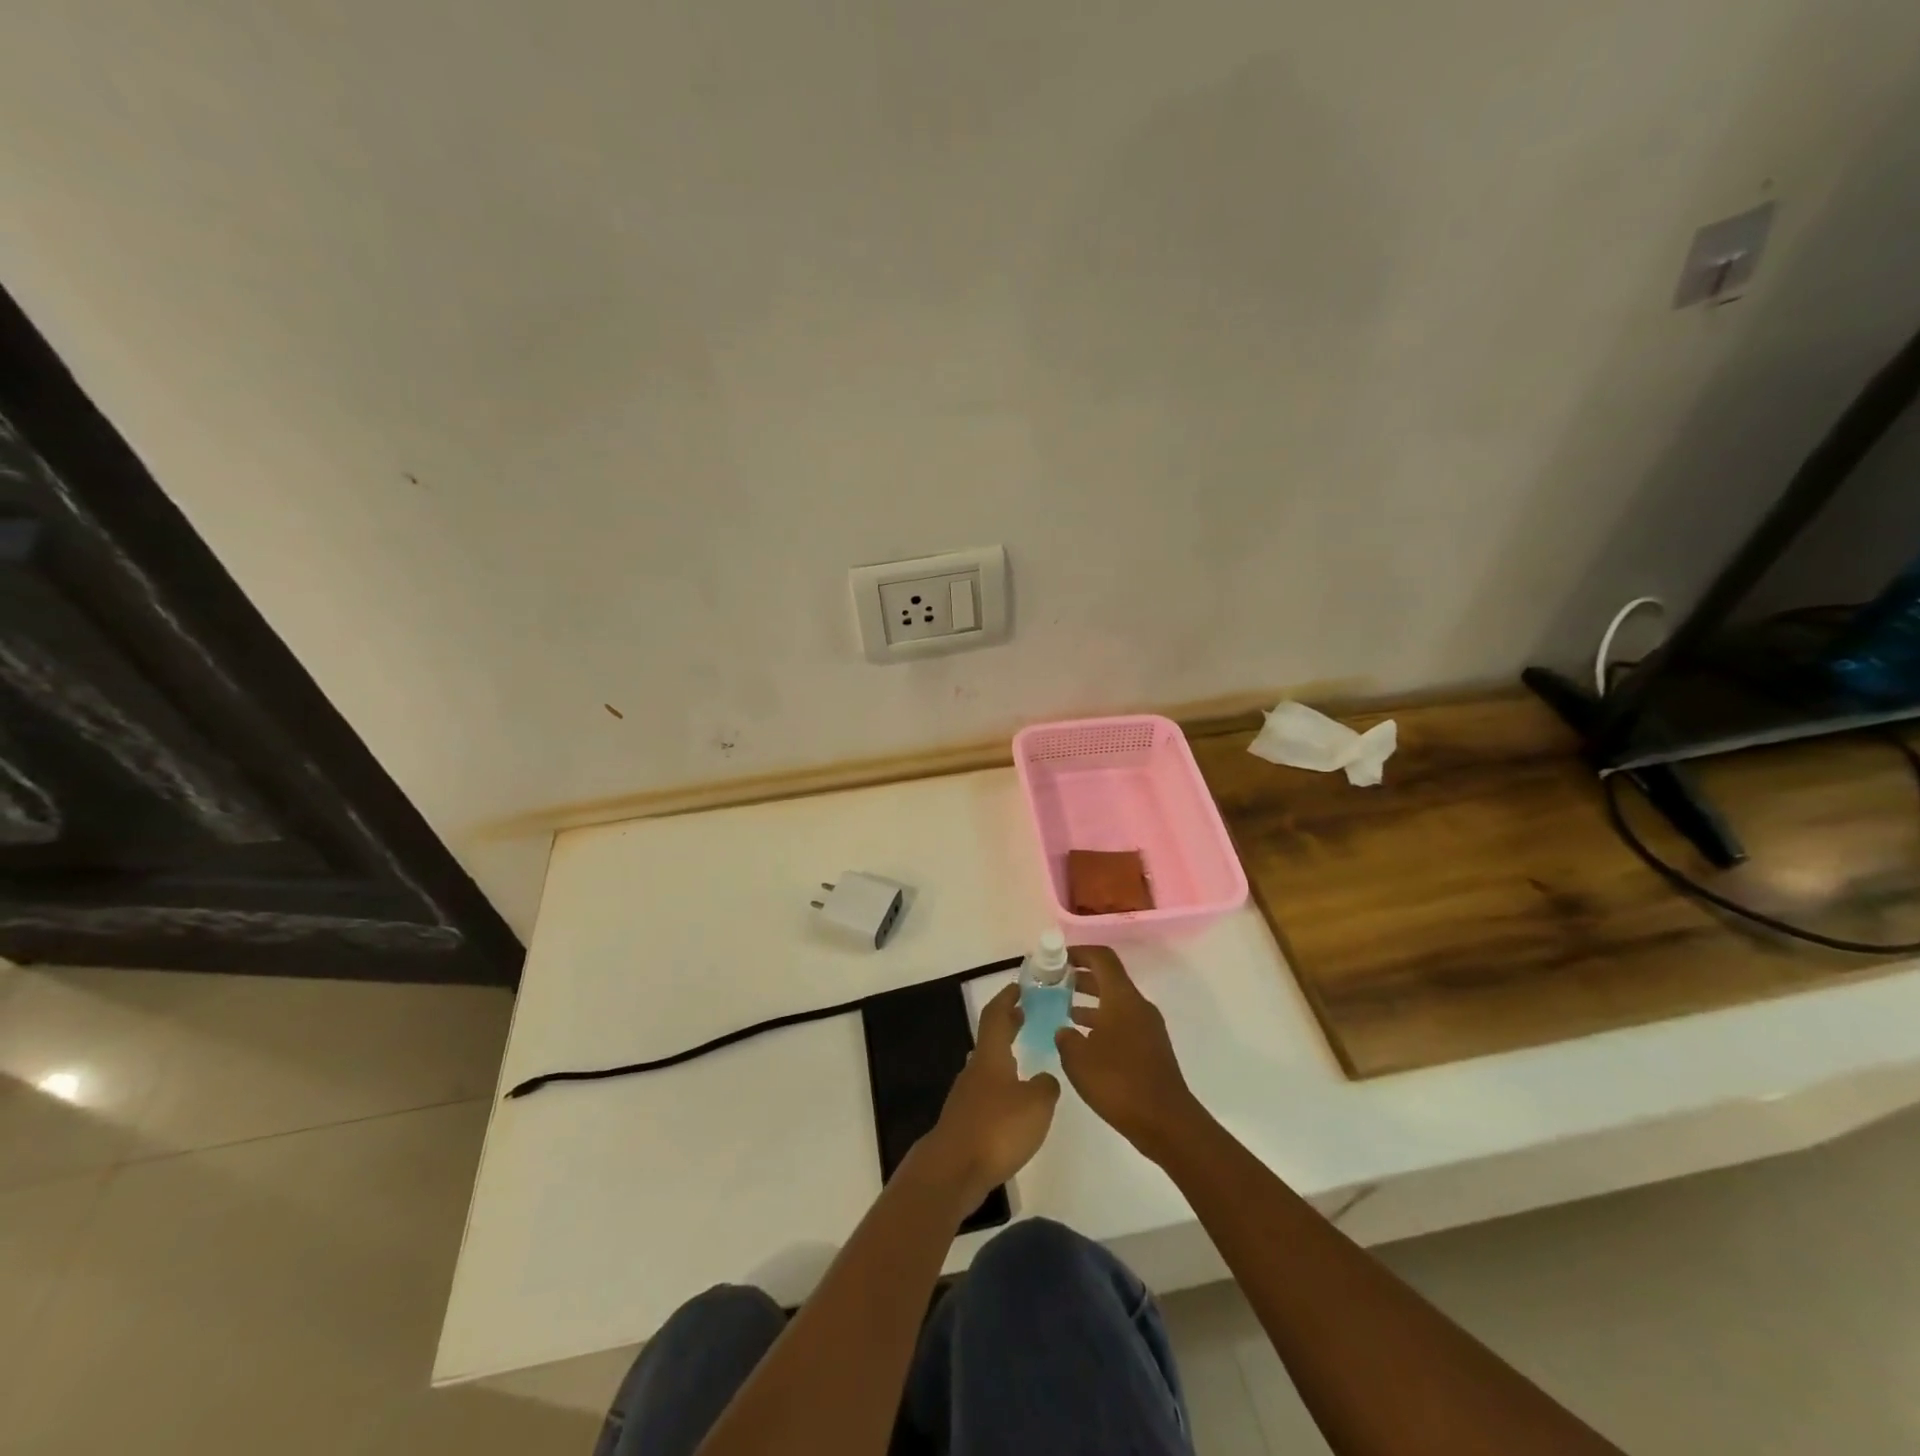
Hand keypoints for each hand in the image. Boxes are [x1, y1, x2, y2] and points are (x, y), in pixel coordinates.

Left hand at [919, 984, 1058, 1206]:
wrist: (953, 1170)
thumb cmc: (997, 1128)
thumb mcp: (1036, 1104)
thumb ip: (1046, 1086)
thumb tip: (1044, 1079)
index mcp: (990, 1056)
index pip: (996, 1015)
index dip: (1007, 998)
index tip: (1019, 986)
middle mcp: (975, 1069)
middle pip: (990, 1038)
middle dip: (1007, 1024)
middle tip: (1024, 1015)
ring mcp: (966, 1095)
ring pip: (987, 1064)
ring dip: (1003, 1054)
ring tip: (1023, 1056)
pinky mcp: (964, 1120)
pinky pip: (986, 1090)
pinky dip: (1000, 1083)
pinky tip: (1012, 1100)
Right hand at [1055, 945, 1204, 1160]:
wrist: (1166, 1123)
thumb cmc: (1119, 1082)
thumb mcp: (1078, 1059)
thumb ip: (1065, 1037)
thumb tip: (1064, 1030)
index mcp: (1122, 997)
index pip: (1102, 958)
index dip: (1078, 952)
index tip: (1056, 958)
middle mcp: (1137, 1005)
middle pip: (1108, 977)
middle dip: (1080, 976)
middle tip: (1053, 982)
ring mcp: (1147, 1027)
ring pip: (1114, 1001)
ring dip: (1089, 1000)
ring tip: (1061, 1009)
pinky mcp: (1150, 1048)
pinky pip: (1121, 1021)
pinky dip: (1100, 1021)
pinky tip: (1082, 1040)